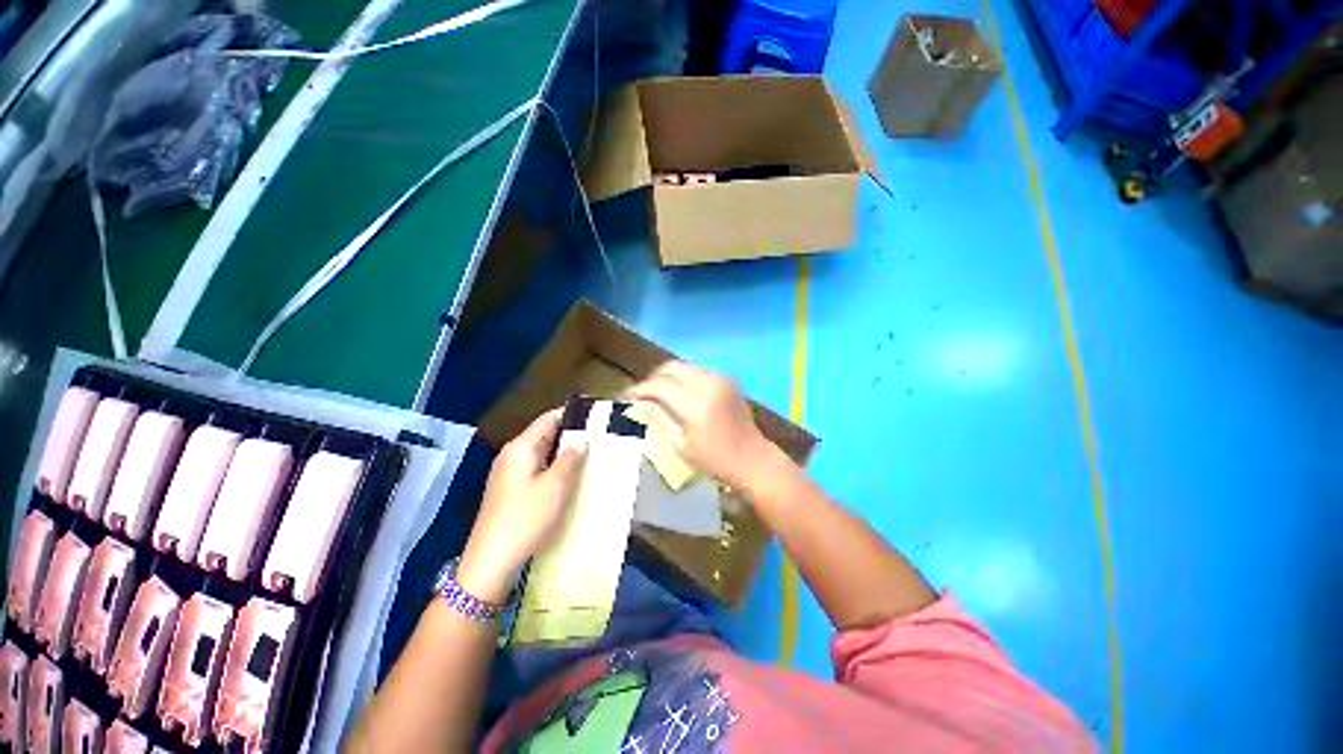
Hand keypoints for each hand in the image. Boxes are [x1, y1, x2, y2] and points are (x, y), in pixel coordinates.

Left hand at [458, 409, 585, 602]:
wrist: (491, 562)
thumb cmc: (525, 519)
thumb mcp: (555, 486)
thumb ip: (570, 459)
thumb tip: (581, 441)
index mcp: (521, 448)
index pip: (549, 419)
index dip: (572, 415)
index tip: (596, 418)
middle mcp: (512, 455)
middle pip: (545, 435)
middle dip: (571, 436)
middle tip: (599, 439)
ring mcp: (509, 474)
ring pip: (542, 454)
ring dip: (564, 454)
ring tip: (590, 457)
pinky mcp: (510, 491)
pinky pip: (537, 470)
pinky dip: (554, 469)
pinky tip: (569, 479)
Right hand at [628, 361, 790, 492]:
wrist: (753, 459)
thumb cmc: (715, 460)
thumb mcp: (681, 445)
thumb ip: (659, 418)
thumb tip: (639, 403)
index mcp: (695, 402)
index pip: (659, 385)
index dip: (640, 388)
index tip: (627, 396)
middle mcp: (708, 382)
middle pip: (671, 367)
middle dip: (653, 377)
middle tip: (642, 393)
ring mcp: (720, 379)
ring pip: (685, 367)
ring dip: (668, 376)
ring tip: (658, 392)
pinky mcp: (728, 380)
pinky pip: (699, 372)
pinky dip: (684, 378)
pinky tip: (679, 393)